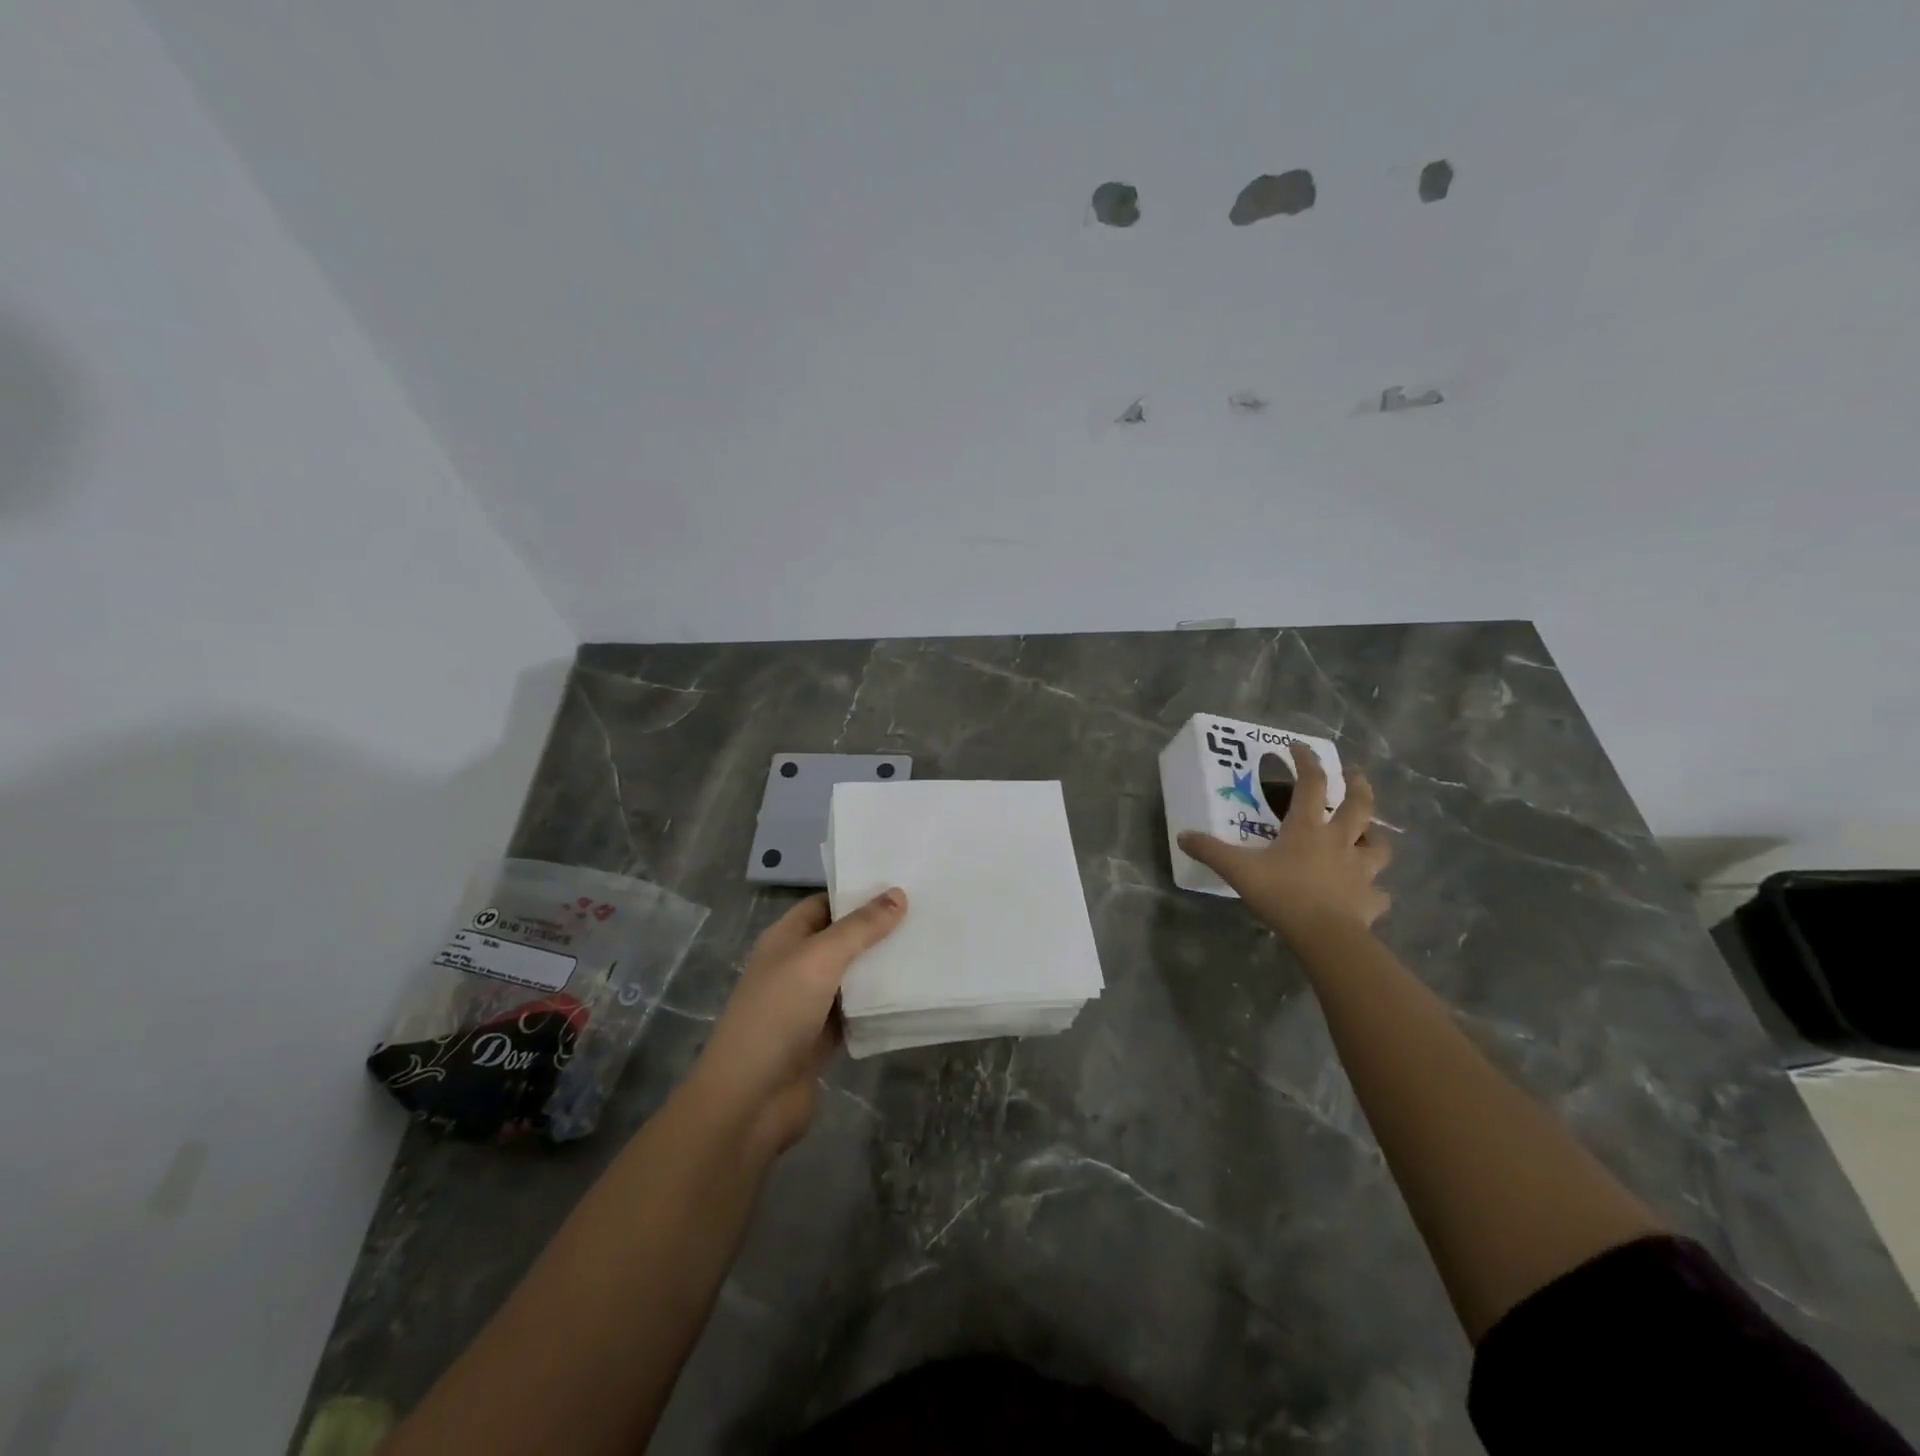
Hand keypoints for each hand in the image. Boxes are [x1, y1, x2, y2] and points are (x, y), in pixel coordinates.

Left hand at [690, 888, 905, 1159]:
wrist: (751, 1098)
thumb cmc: (778, 1013)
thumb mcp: (820, 959)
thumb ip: (860, 928)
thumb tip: (898, 894)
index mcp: (786, 938)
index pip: (825, 903)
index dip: (858, 893)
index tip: (902, 884)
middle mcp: (797, 965)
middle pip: (842, 938)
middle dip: (878, 929)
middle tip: (926, 914)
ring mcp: (809, 1003)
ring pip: (852, 975)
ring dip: (882, 966)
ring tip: (928, 947)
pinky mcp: (824, 1037)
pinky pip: (857, 1010)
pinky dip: (879, 1003)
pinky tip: (914, 992)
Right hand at [1178, 741, 1390, 942]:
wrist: (1325, 935)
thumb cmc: (1282, 894)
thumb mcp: (1238, 870)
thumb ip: (1211, 851)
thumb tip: (1183, 836)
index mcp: (1308, 828)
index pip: (1311, 784)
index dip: (1306, 761)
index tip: (1299, 746)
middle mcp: (1339, 842)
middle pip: (1359, 806)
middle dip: (1359, 785)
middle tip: (1356, 774)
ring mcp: (1360, 870)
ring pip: (1379, 846)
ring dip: (1376, 837)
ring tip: (1369, 835)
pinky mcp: (1370, 899)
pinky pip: (1378, 893)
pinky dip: (1374, 891)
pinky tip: (1368, 894)